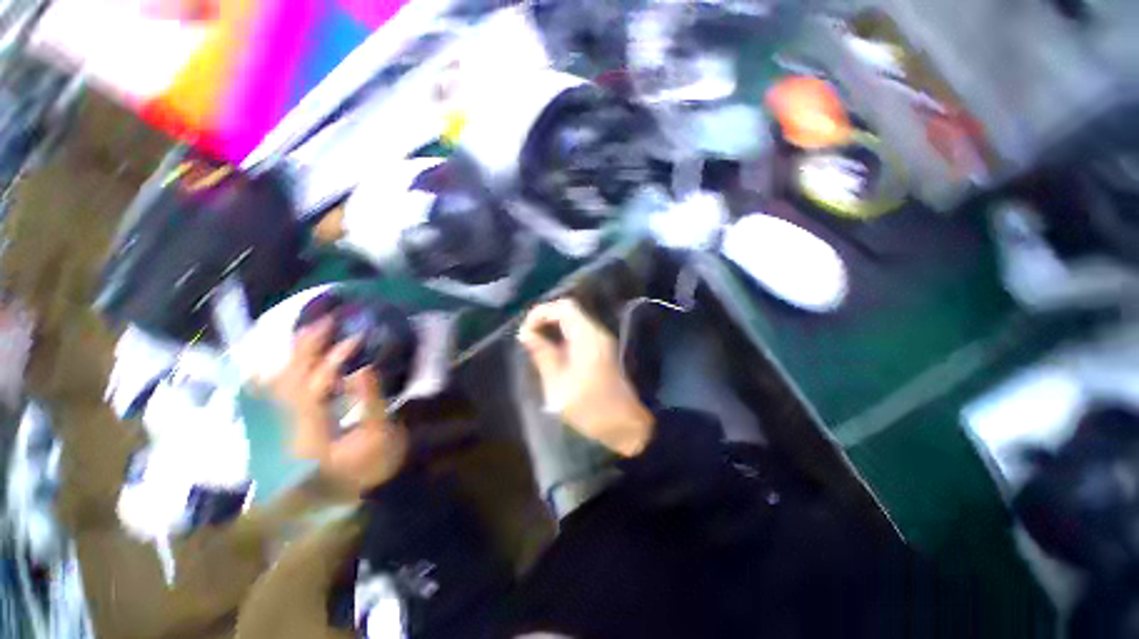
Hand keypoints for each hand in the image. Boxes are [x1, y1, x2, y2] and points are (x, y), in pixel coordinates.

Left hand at [271, 318, 409, 490]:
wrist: (352, 494)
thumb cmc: (371, 464)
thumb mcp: (379, 435)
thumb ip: (371, 401)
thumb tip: (364, 367)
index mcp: (312, 427)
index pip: (317, 383)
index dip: (335, 358)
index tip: (356, 338)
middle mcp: (291, 424)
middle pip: (290, 378)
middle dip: (307, 347)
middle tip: (325, 321)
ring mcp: (288, 425)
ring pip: (281, 383)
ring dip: (294, 355)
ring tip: (309, 331)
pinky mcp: (293, 424)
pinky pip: (280, 393)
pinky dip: (282, 372)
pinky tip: (283, 360)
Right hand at [519, 299, 653, 456]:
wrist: (626, 424)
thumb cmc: (592, 409)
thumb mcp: (559, 386)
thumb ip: (543, 356)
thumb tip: (526, 334)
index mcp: (587, 338)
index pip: (563, 308)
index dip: (541, 312)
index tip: (525, 331)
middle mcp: (597, 333)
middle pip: (568, 311)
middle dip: (545, 319)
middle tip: (528, 337)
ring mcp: (601, 341)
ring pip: (573, 321)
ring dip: (553, 328)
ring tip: (536, 345)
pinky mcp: (602, 350)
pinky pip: (579, 333)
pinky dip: (562, 336)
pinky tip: (552, 353)